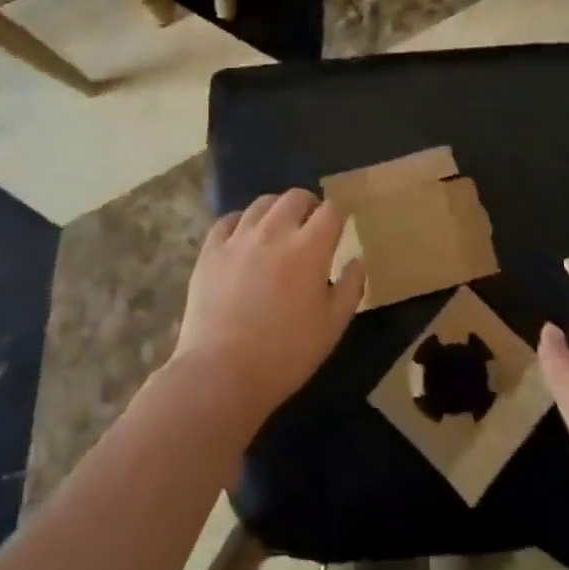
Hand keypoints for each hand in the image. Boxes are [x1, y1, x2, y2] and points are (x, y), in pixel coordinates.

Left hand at [171, 190, 365, 422]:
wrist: (222, 372)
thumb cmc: (286, 353)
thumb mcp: (333, 326)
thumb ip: (350, 287)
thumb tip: (357, 260)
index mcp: (310, 247)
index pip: (331, 210)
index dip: (338, 216)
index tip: (338, 229)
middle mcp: (275, 231)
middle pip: (295, 197)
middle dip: (308, 206)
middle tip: (309, 227)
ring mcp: (239, 238)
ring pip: (262, 203)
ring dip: (276, 210)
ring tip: (277, 230)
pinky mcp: (211, 250)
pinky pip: (228, 220)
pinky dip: (241, 222)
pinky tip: (244, 238)